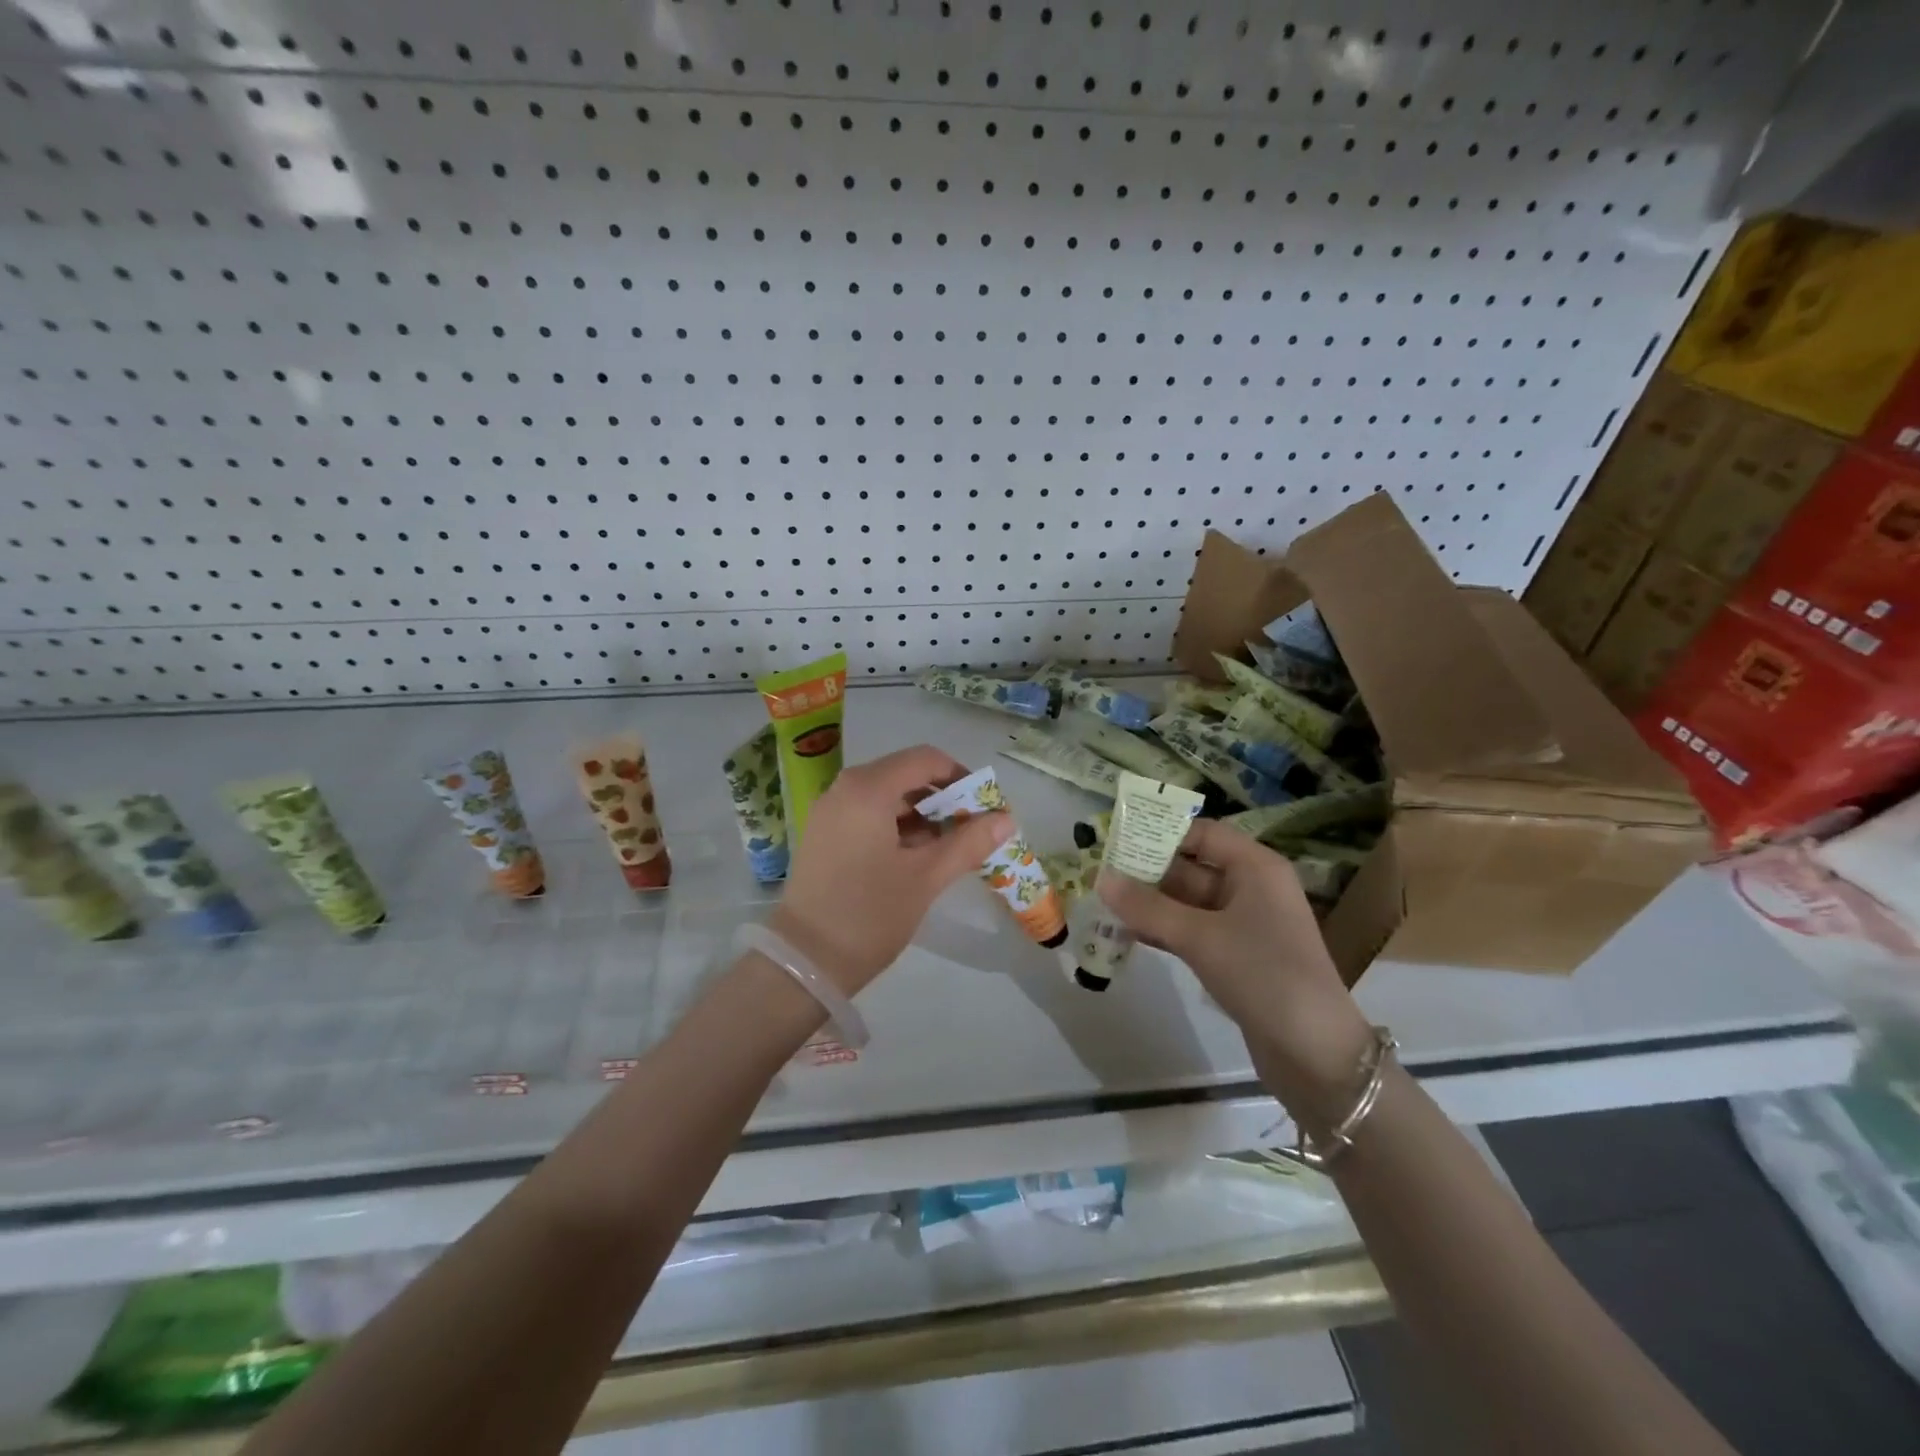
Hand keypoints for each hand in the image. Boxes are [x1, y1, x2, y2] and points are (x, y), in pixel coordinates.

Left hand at [771, 745, 1012, 993]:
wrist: (805, 963)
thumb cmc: (870, 914)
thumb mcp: (926, 877)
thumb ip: (968, 843)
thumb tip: (1007, 819)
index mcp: (867, 789)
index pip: (925, 760)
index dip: (960, 776)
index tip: (984, 807)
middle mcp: (844, 789)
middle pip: (905, 775)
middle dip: (943, 798)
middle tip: (972, 830)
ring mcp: (829, 812)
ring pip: (887, 797)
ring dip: (922, 815)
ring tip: (950, 848)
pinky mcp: (824, 836)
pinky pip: (868, 815)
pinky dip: (897, 827)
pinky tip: (918, 857)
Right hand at [1096, 819, 1372, 1127]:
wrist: (1316, 1054)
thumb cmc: (1264, 975)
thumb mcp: (1201, 937)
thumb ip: (1148, 907)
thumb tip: (1100, 878)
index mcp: (1255, 868)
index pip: (1202, 834)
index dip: (1161, 833)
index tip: (1116, 839)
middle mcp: (1251, 888)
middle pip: (1191, 867)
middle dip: (1147, 870)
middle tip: (1099, 873)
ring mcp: (1244, 924)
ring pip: (1188, 902)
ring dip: (1150, 903)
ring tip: (1103, 902)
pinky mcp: (1236, 956)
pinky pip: (1192, 931)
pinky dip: (1163, 929)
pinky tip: (1127, 933)